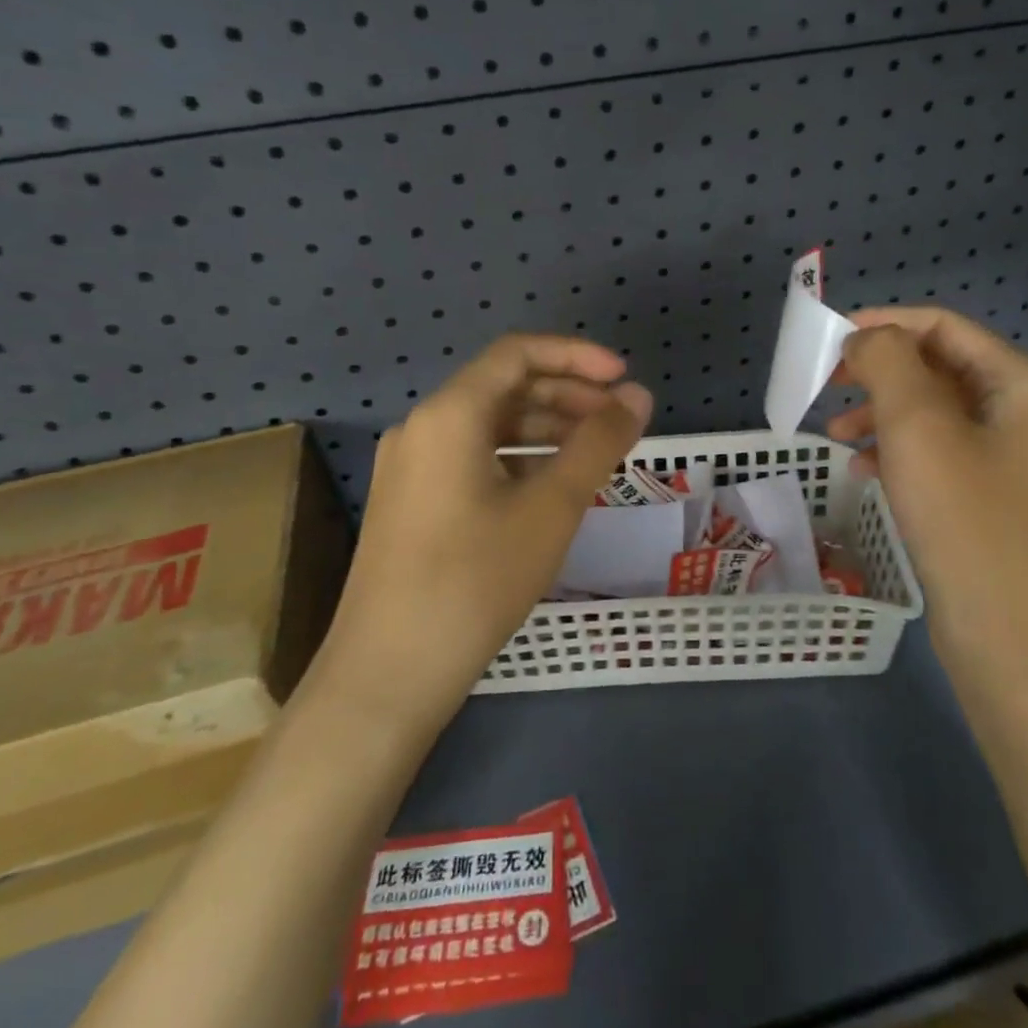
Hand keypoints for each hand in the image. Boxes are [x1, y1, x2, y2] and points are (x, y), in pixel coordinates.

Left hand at [307, 335, 651, 734]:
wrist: (388, 674)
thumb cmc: (474, 581)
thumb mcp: (550, 508)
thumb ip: (599, 444)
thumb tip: (639, 396)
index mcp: (449, 414)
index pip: (518, 353)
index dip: (577, 356)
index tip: (624, 379)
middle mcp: (422, 427)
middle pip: (503, 387)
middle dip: (567, 394)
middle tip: (619, 420)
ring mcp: (411, 466)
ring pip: (489, 425)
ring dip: (546, 428)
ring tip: (596, 453)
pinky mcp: (411, 501)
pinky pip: (473, 458)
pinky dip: (518, 459)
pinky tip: (552, 486)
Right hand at [828, 308, 1027, 675]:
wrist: (1010, 635)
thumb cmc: (965, 518)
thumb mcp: (917, 426)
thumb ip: (887, 362)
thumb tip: (867, 337)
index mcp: (1023, 384)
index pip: (943, 327)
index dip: (884, 323)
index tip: (830, 339)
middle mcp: (1025, 412)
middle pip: (938, 367)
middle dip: (878, 372)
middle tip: (827, 384)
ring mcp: (1011, 457)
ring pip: (933, 412)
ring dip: (881, 412)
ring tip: (833, 432)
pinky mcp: (992, 496)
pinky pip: (937, 452)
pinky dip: (897, 450)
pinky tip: (862, 468)